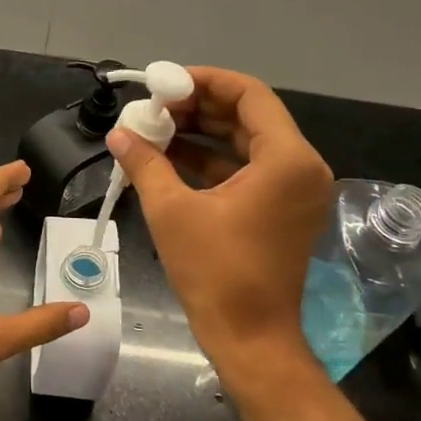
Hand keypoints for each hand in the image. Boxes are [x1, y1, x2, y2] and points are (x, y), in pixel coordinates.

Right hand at [106, 66, 333, 406]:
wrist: (251, 339)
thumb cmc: (215, 273)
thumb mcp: (171, 210)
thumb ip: (145, 162)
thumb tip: (118, 134)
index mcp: (286, 159)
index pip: (249, 95)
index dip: (204, 81)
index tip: (163, 83)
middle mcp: (301, 166)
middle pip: (248, 115)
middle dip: (198, 107)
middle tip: (153, 106)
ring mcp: (295, 189)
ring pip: (246, 141)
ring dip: (202, 132)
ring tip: (155, 127)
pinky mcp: (283, 208)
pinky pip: (248, 168)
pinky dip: (212, 159)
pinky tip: (170, 156)